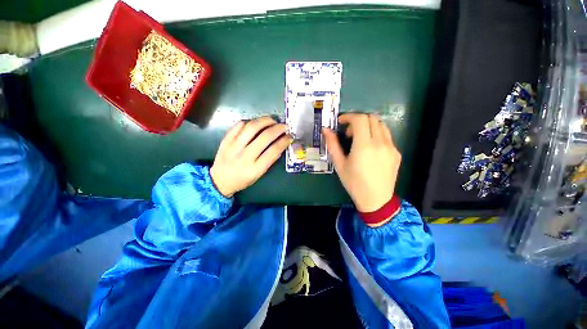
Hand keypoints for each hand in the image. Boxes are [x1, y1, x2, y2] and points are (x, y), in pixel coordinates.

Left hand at [210, 117, 290, 196]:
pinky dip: (251, 121)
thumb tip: (281, 144)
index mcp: (255, 168)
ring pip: (252, 127)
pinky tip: (257, 122)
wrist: (220, 180)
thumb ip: (270, 160)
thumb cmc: (243, 179)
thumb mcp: (259, 174)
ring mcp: (233, 146)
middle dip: (278, 129)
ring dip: (265, 121)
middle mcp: (244, 156)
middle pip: (265, 137)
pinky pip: (239, 125)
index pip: (273, 151)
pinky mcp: (226, 139)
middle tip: (284, 126)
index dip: (284, 141)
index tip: (290, 136)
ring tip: (273, 120)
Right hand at [323, 113, 400, 211]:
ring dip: (368, 125)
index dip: (348, 116)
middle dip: (358, 120)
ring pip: (381, 125)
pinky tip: (370, 148)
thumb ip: (332, 144)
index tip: (340, 122)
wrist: (376, 200)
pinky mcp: (397, 152)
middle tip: (348, 133)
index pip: (360, 119)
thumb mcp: (339, 164)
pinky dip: (376, 134)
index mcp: (364, 146)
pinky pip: (387, 136)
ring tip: (359, 138)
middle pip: (371, 118)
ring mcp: (391, 147)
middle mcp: (380, 143)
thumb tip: (325, 130)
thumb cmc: (353, 183)